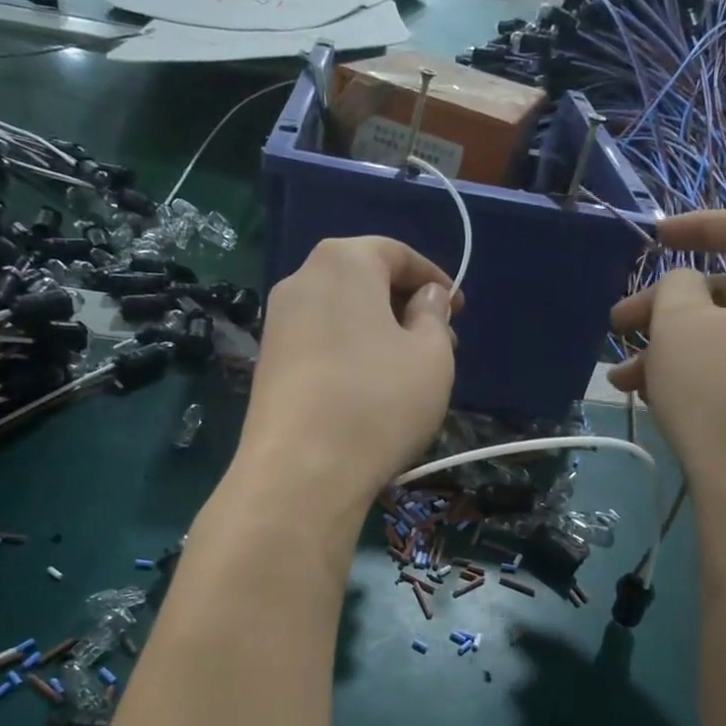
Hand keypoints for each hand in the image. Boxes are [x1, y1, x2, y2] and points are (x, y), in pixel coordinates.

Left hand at [238, 236, 459, 517]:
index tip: (459, 308)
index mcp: (343, 262)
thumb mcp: (432, 355)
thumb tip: (425, 297)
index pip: (396, 253)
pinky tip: (369, 392)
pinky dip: (350, 355)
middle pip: (363, 281)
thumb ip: (433, 315)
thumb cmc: (378, 402)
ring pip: (341, 315)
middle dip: (405, 307)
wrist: (300, 472)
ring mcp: (277, 324)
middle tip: (439, 344)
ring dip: (378, 334)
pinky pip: (320, 344)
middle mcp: (300, 281)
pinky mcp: (267, 365)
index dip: (434, 279)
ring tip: (407, 373)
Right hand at [608, 210, 725, 502]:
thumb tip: (687, 287)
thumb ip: (676, 286)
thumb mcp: (680, 327)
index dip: (695, 226)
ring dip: (674, 349)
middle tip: (617, 326)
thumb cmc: (721, 394)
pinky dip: (703, 373)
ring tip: (622, 380)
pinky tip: (657, 398)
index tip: (652, 237)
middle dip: (667, 308)